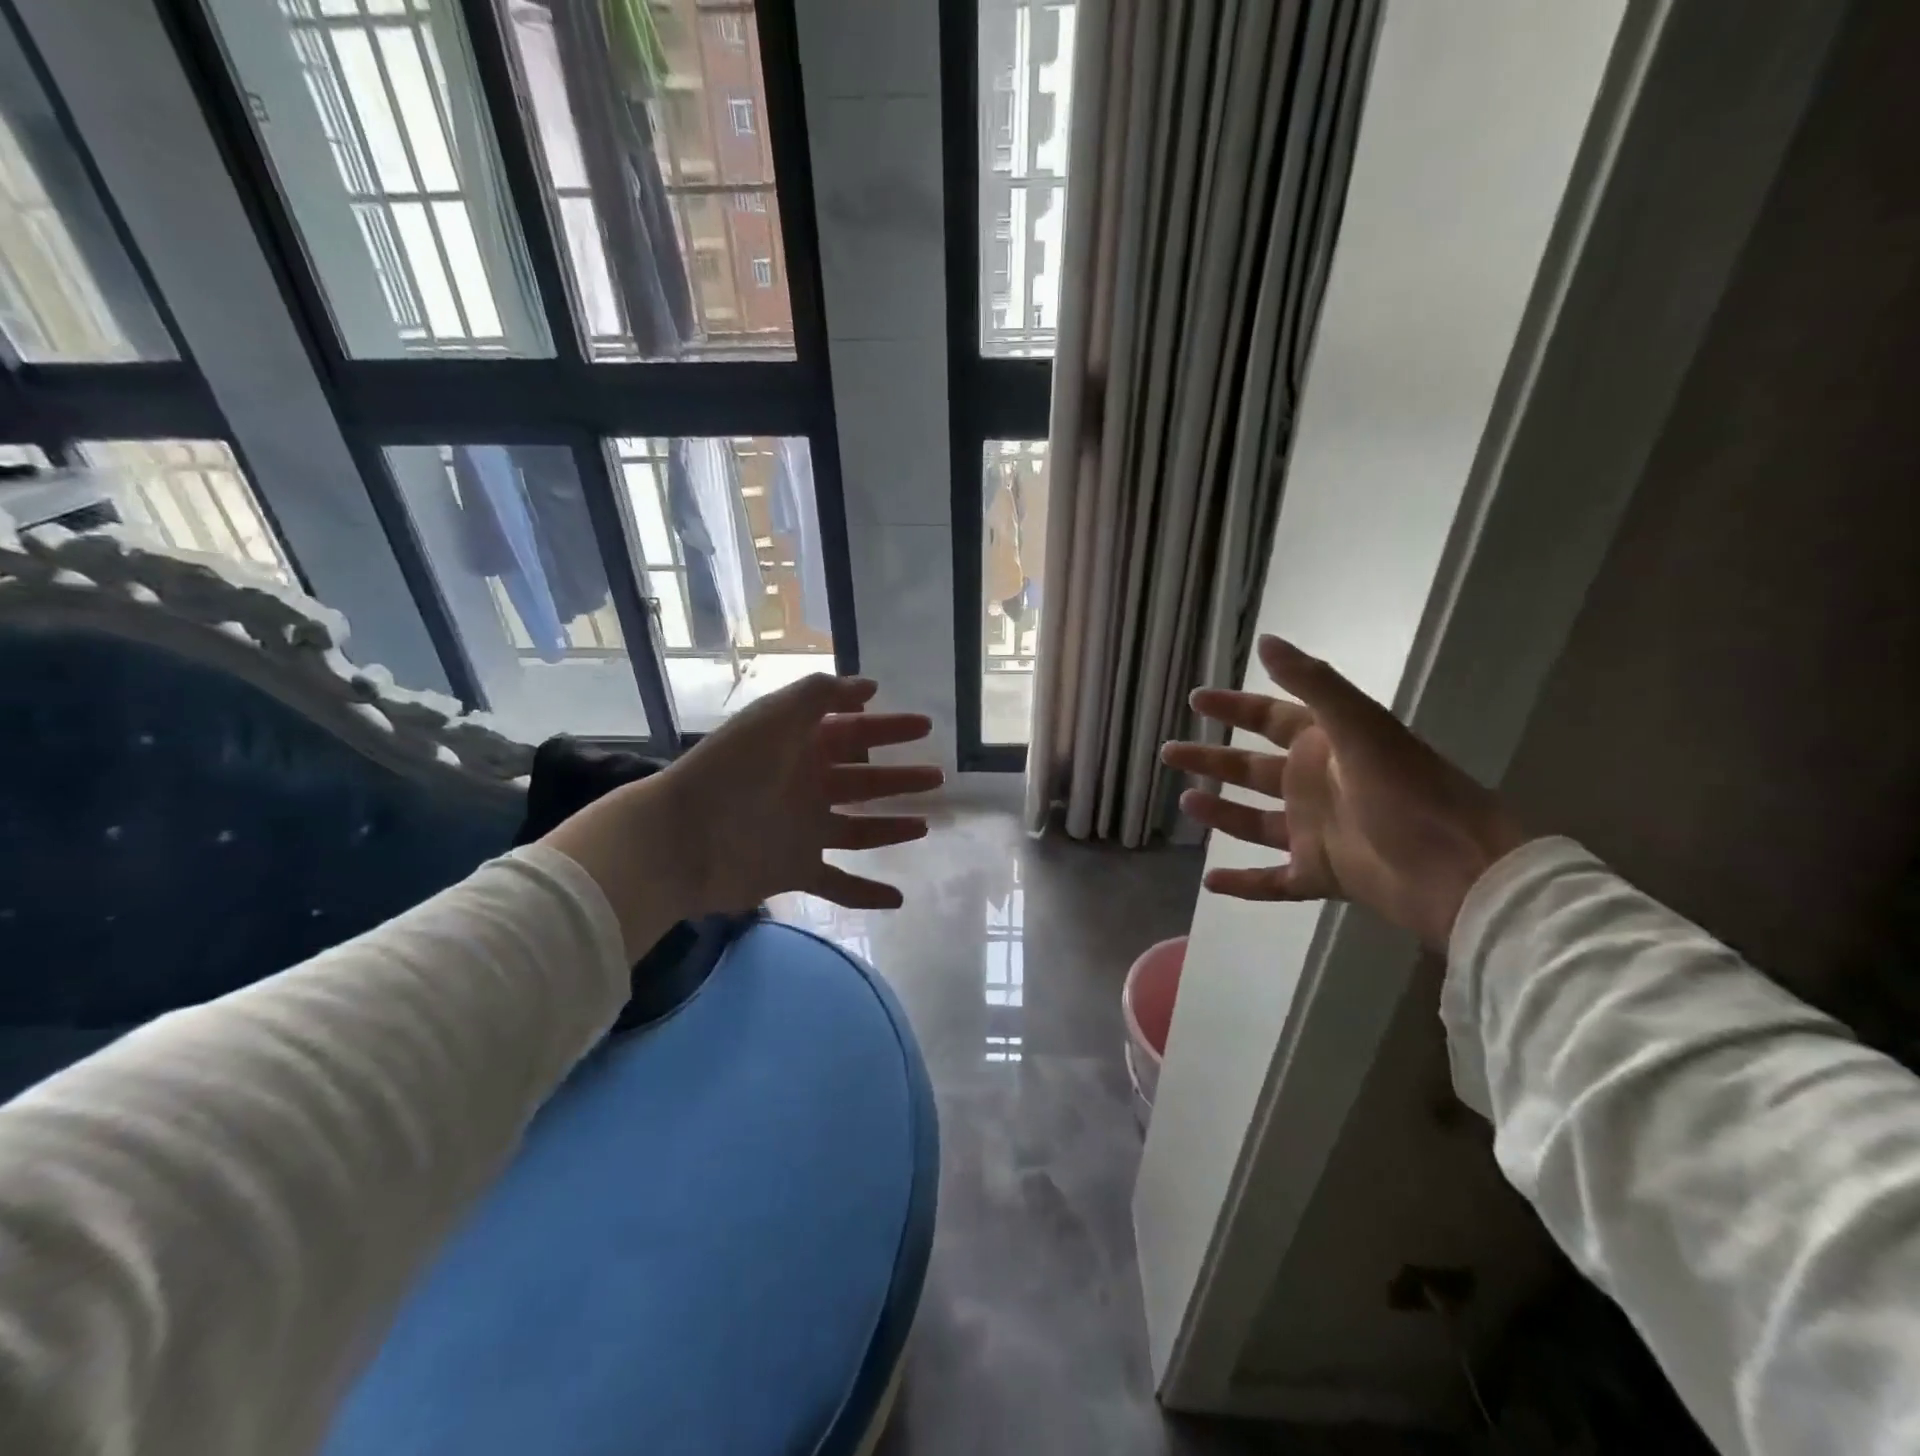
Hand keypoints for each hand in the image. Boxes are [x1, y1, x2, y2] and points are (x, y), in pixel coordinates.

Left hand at [542, 674, 941, 953]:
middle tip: (936, 778)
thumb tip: (869, 687)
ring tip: (924, 826)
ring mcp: (801, 831)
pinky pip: (838, 883)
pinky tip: (897, 899)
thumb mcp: (776, 716)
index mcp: (800, 748)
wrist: (679, 838)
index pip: (855, 732)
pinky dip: (865, 893)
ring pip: (858, 829)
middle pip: (863, 781)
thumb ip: (822, 695)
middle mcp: (805, 787)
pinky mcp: (794, 870)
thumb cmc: (731, 770)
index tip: (926, 727)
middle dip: (899, 778)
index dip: (890, 728)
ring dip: (890, 828)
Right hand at [1161, 636, 1527, 949]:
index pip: (1268, 717)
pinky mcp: (1321, 874)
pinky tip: (1209, 883)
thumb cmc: (1408, 790)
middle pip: (1251, 768)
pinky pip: (1272, 881)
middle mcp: (1315, 785)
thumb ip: (1312, 684)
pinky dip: (1243, 884)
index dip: (1232, 706)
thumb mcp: (1359, 727)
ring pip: (1255, 821)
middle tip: (1169, 752)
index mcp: (1325, 746)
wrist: (1459, 868)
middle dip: (1210, 759)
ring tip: (1185, 802)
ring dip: (1221, 812)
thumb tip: (1265, 641)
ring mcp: (1316, 831)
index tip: (1196, 698)